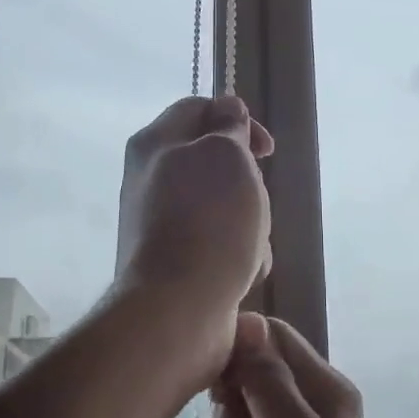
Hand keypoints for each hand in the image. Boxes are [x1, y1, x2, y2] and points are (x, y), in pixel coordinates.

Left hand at [115, 94, 274, 342]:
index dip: (237, 118)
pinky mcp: (177, 262)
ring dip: (250, 224)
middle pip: (216, 163)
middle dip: (248, 183)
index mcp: (155, 143)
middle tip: (254, 201)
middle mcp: (151, 180)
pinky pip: (220, 245)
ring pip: (225, 207)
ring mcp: (162, 224)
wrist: (177, 309)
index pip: (198, 108)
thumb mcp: (227, 155)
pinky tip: (243, 274)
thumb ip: (230, 127)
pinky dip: (239, 256)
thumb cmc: (208, 221)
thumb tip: (227, 110)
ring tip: (250, 246)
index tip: (266, 150)